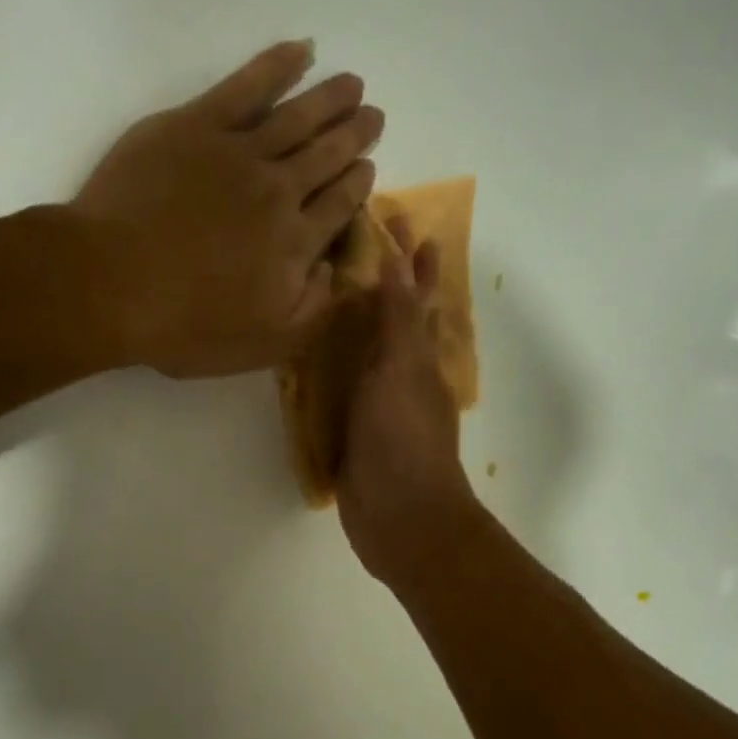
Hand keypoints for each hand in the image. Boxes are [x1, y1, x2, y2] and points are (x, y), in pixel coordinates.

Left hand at [71, 40, 384, 377]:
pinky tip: (300, 51)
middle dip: (354, 135)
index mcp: (295, 243)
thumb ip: (311, 308)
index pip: (339, 206)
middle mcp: (279, 191)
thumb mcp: (264, 343)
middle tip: (374, 115)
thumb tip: (332, 268)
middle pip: (327, 156)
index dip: (358, 184)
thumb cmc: (185, 324)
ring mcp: (238, 152)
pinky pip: (246, 86)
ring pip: (298, 117)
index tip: (368, 167)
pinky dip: (277, 66)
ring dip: (330, 99)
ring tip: (353, 84)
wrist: (111, 283)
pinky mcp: (196, 125)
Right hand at [338, 219, 476, 582]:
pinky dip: (337, 365)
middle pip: (398, 319)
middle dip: (389, 284)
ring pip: (372, 351)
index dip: (410, 260)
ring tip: (338, 292)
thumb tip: (400, 263)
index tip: (399, 220)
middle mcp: (404, 375)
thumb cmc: (404, 441)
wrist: (401, 518)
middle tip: (366, 247)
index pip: (416, 296)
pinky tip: (318, 359)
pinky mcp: (357, 432)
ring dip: (361, 322)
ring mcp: (380, 405)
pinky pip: (346, 387)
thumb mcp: (401, 371)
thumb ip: (398, 321)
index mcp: (419, 357)